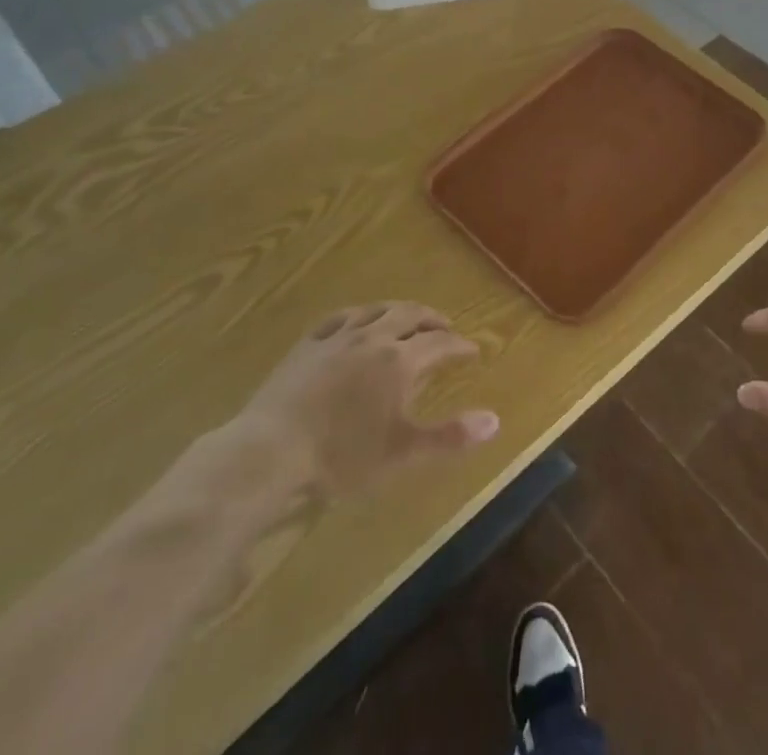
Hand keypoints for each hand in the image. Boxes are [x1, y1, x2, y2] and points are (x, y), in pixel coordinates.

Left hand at [178, 303, 499, 507]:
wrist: (272, 450)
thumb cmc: (342, 456)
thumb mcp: (402, 452)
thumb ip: (450, 436)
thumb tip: (495, 420)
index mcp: (400, 361)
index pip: (439, 343)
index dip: (459, 345)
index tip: (472, 349)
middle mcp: (373, 337)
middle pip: (410, 315)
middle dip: (432, 319)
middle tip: (445, 326)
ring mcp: (337, 337)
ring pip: (376, 310)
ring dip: (398, 310)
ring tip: (407, 317)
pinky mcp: (308, 344)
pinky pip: (339, 317)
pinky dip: (358, 315)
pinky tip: (357, 321)